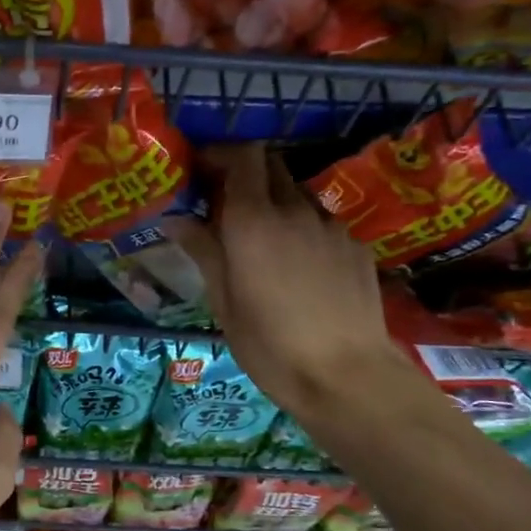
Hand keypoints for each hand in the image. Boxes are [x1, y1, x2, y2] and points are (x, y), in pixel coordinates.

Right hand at [167, 146, 400, 419]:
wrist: (346, 376)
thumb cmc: (270, 344)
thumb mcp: (223, 301)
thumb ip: (203, 250)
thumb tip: (175, 219)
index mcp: (254, 220)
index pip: (243, 156)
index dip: (221, 155)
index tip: (202, 173)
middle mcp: (295, 210)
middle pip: (271, 166)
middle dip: (246, 175)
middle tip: (226, 207)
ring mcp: (331, 226)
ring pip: (297, 195)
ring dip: (275, 204)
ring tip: (263, 244)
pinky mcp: (356, 246)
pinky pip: (322, 223)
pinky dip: (303, 230)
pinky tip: (299, 269)